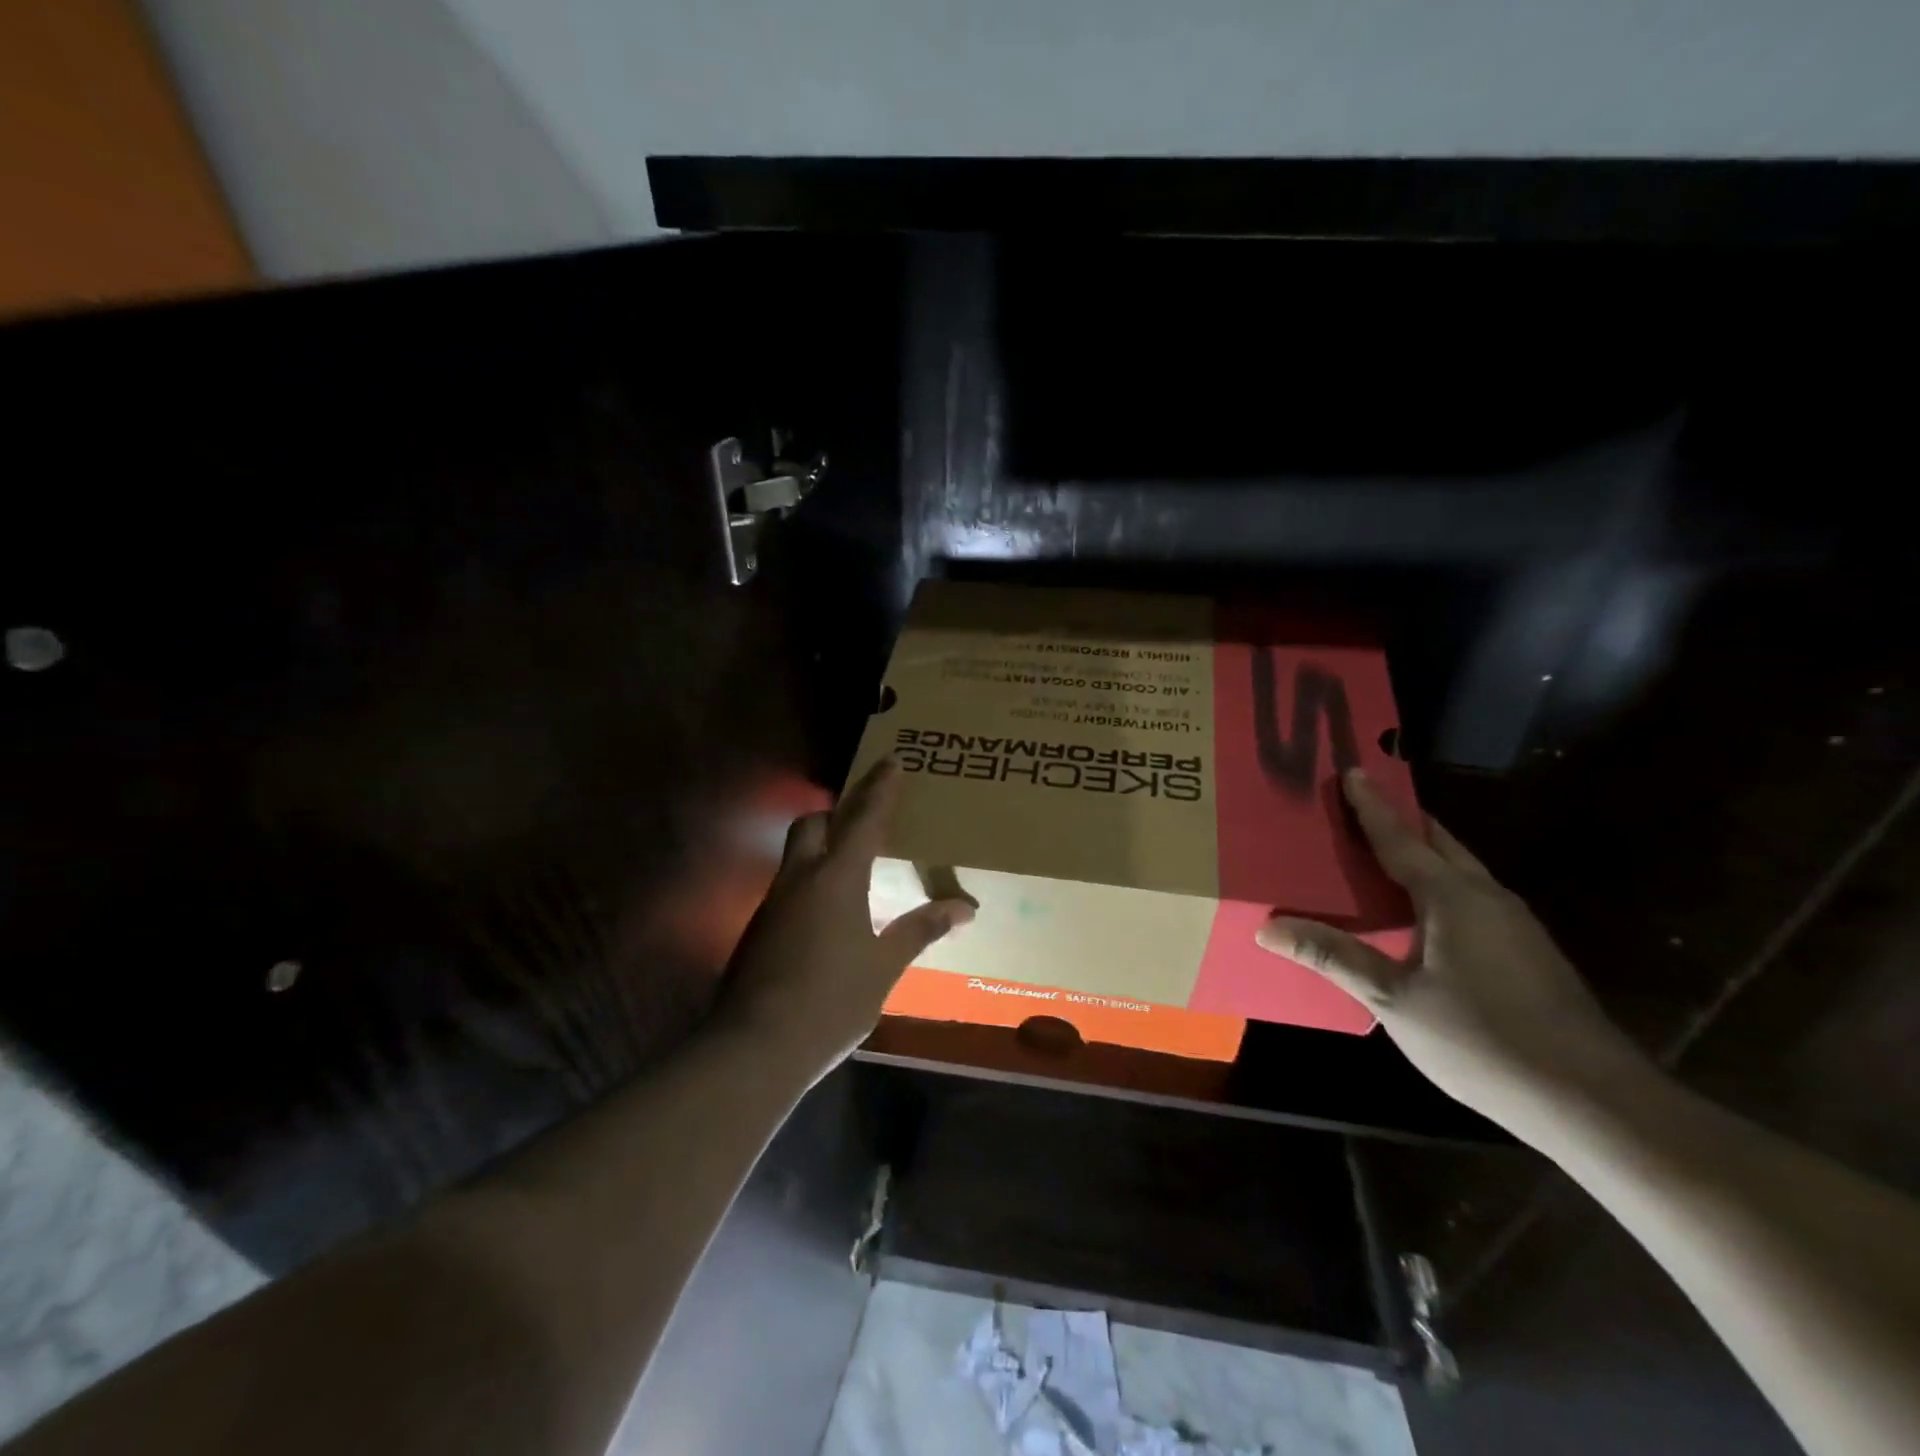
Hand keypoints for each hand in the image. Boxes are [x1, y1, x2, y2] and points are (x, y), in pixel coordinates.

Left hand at [714, 757, 974, 1074]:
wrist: (754, 1048)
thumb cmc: (831, 1000)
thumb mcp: (883, 966)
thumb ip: (921, 930)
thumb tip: (964, 907)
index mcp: (837, 878)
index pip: (864, 819)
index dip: (881, 789)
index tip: (893, 761)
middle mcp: (800, 879)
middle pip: (813, 824)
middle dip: (837, 813)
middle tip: (865, 823)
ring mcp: (773, 904)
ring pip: (796, 856)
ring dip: (821, 850)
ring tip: (853, 871)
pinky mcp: (759, 931)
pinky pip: (789, 889)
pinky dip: (810, 886)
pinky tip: (828, 919)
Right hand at [1257, 770, 1645, 1134]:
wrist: (1594, 1101)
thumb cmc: (1483, 1039)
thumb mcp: (1394, 1000)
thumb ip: (1334, 956)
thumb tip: (1268, 927)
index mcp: (1452, 898)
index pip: (1400, 839)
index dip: (1371, 807)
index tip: (1352, 771)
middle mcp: (1487, 898)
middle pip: (1439, 844)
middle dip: (1402, 821)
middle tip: (1361, 807)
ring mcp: (1515, 925)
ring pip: (1461, 871)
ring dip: (1424, 854)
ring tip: (1383, 854)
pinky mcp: (1529, 952)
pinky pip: (1473, 898)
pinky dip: (1440, 886)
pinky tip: (1423, 914)